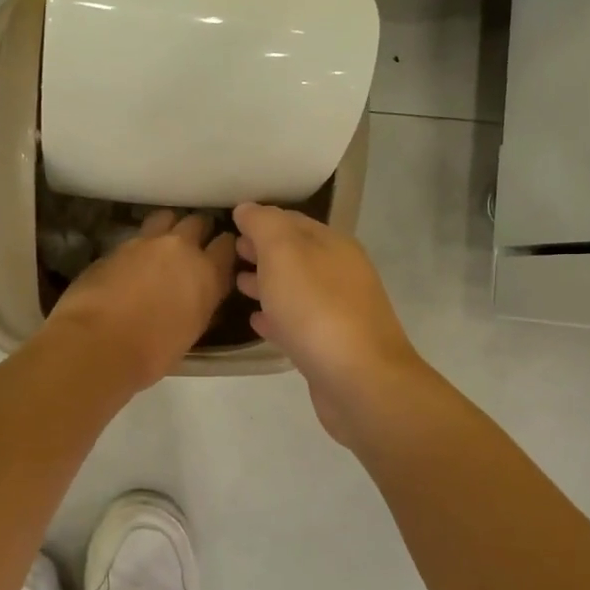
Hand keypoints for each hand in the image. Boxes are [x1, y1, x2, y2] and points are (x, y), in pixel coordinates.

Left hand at [43, 210, 235, 391]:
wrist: (97, 344)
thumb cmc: (152, 352)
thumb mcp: (191, 332)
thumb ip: (201, 305)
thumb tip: (201, 298)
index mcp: (207, 273)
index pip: (227, 245)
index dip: (224, 249)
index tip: (220, 257)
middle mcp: (181, 248)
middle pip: (197, 222)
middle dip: (197, 231)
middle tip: (191, 248)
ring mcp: (146, 242)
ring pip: (166, 217)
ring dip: (168, 227)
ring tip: (162, 244)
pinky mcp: (116, 245)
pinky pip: (136, 236)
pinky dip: (140, 244)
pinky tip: (132, 262)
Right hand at [232, 203, 426, 446]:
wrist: (359, 381)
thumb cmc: (317, 309)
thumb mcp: (284, 253)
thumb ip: (264, 226)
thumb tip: (248, 208)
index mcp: (333, 245)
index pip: (292, 221)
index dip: (260, 220)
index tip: (230, 223)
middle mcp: (340, 273)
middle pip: (296, 254)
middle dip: (263, 251)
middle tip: (230, 252)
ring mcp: (338, 311)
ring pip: (296, 288)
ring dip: (267, 283)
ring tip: (236, 284)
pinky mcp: (330, 346)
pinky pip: (297, 323)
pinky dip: (276, 317)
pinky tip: (256, 321)